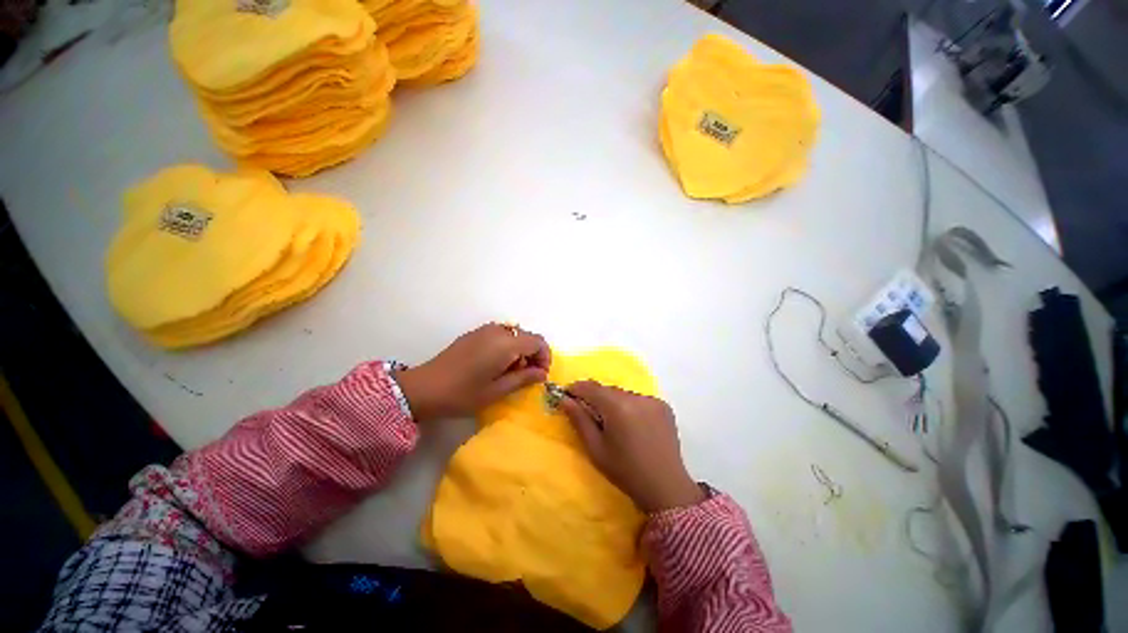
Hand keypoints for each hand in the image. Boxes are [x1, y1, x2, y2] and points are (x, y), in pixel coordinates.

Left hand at [396, 323, 550, 422]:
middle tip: (525, 377)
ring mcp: (484, 330)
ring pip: (514, 336)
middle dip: (533, 355)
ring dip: (519, 352)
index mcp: (506, 343)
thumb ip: (524, 378)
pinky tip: (495, 366)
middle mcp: (498, 331)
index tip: (540, 375)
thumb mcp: (497, 391)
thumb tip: (542, 374)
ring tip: (509, 373)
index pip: (538, 342)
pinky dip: (506, 348)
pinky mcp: (474, 334)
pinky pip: (500, 336)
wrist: (423, 389)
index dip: (545, 357)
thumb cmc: (463, 394)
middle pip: (527, 337)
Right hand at [558, 381, 704, 512]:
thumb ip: (579, 420)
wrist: (666, 487)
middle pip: (607, 390)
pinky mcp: (663, 406)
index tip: (566, 395)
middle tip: (588, 413)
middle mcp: (636, 396)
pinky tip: (632, 425)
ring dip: (613, 402)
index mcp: (617, 406)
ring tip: (613, 423)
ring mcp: (652, 400)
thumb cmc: (625, 471)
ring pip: (623, 394)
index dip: (576, 389)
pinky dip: (630, 407)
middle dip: (595, 398)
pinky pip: (639, 400)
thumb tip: (564, 400)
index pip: (590, 387)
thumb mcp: (596, 448)